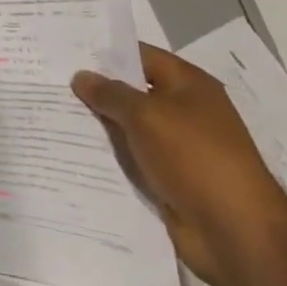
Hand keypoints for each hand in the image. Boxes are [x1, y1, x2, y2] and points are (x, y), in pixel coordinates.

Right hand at [72, 42, 286, 285]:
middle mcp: (185, 111)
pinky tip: (73, 150)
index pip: (139, 55)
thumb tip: (81, 76)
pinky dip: (109, 155)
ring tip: (51, 112)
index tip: (64, 51)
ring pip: (128, 127)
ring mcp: (177, 147)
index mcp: (189, 85)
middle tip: (49, 81)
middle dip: (95, 89)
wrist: (237, 235)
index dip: (104, 52)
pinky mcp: (169, 178)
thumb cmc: (195, 158)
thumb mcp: (146, 116)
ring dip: (99, 124)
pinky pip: (132, 158)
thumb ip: (109, 93)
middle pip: (132, 91)